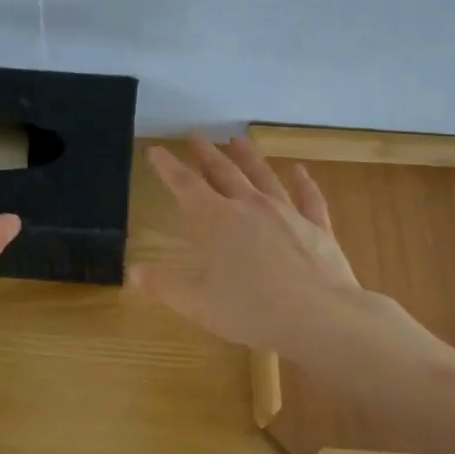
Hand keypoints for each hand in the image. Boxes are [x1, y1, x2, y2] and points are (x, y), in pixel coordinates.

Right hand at [132, 134, 361, 359]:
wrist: (320, 317)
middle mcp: (250, 207)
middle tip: (195, 136)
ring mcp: (287, 213)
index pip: (186, 186)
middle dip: (206, 154)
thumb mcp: (199, 305)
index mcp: (217, 222)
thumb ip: (165, 286)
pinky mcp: (317, 227)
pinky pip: (308, 197)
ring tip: (237, 141)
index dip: (168, 167)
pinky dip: (302, 182)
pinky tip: (299, 170)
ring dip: (249, 158)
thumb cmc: (253, 311)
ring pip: (263, 176)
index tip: (156, 150)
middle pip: (224, 173)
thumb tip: (134, 271)